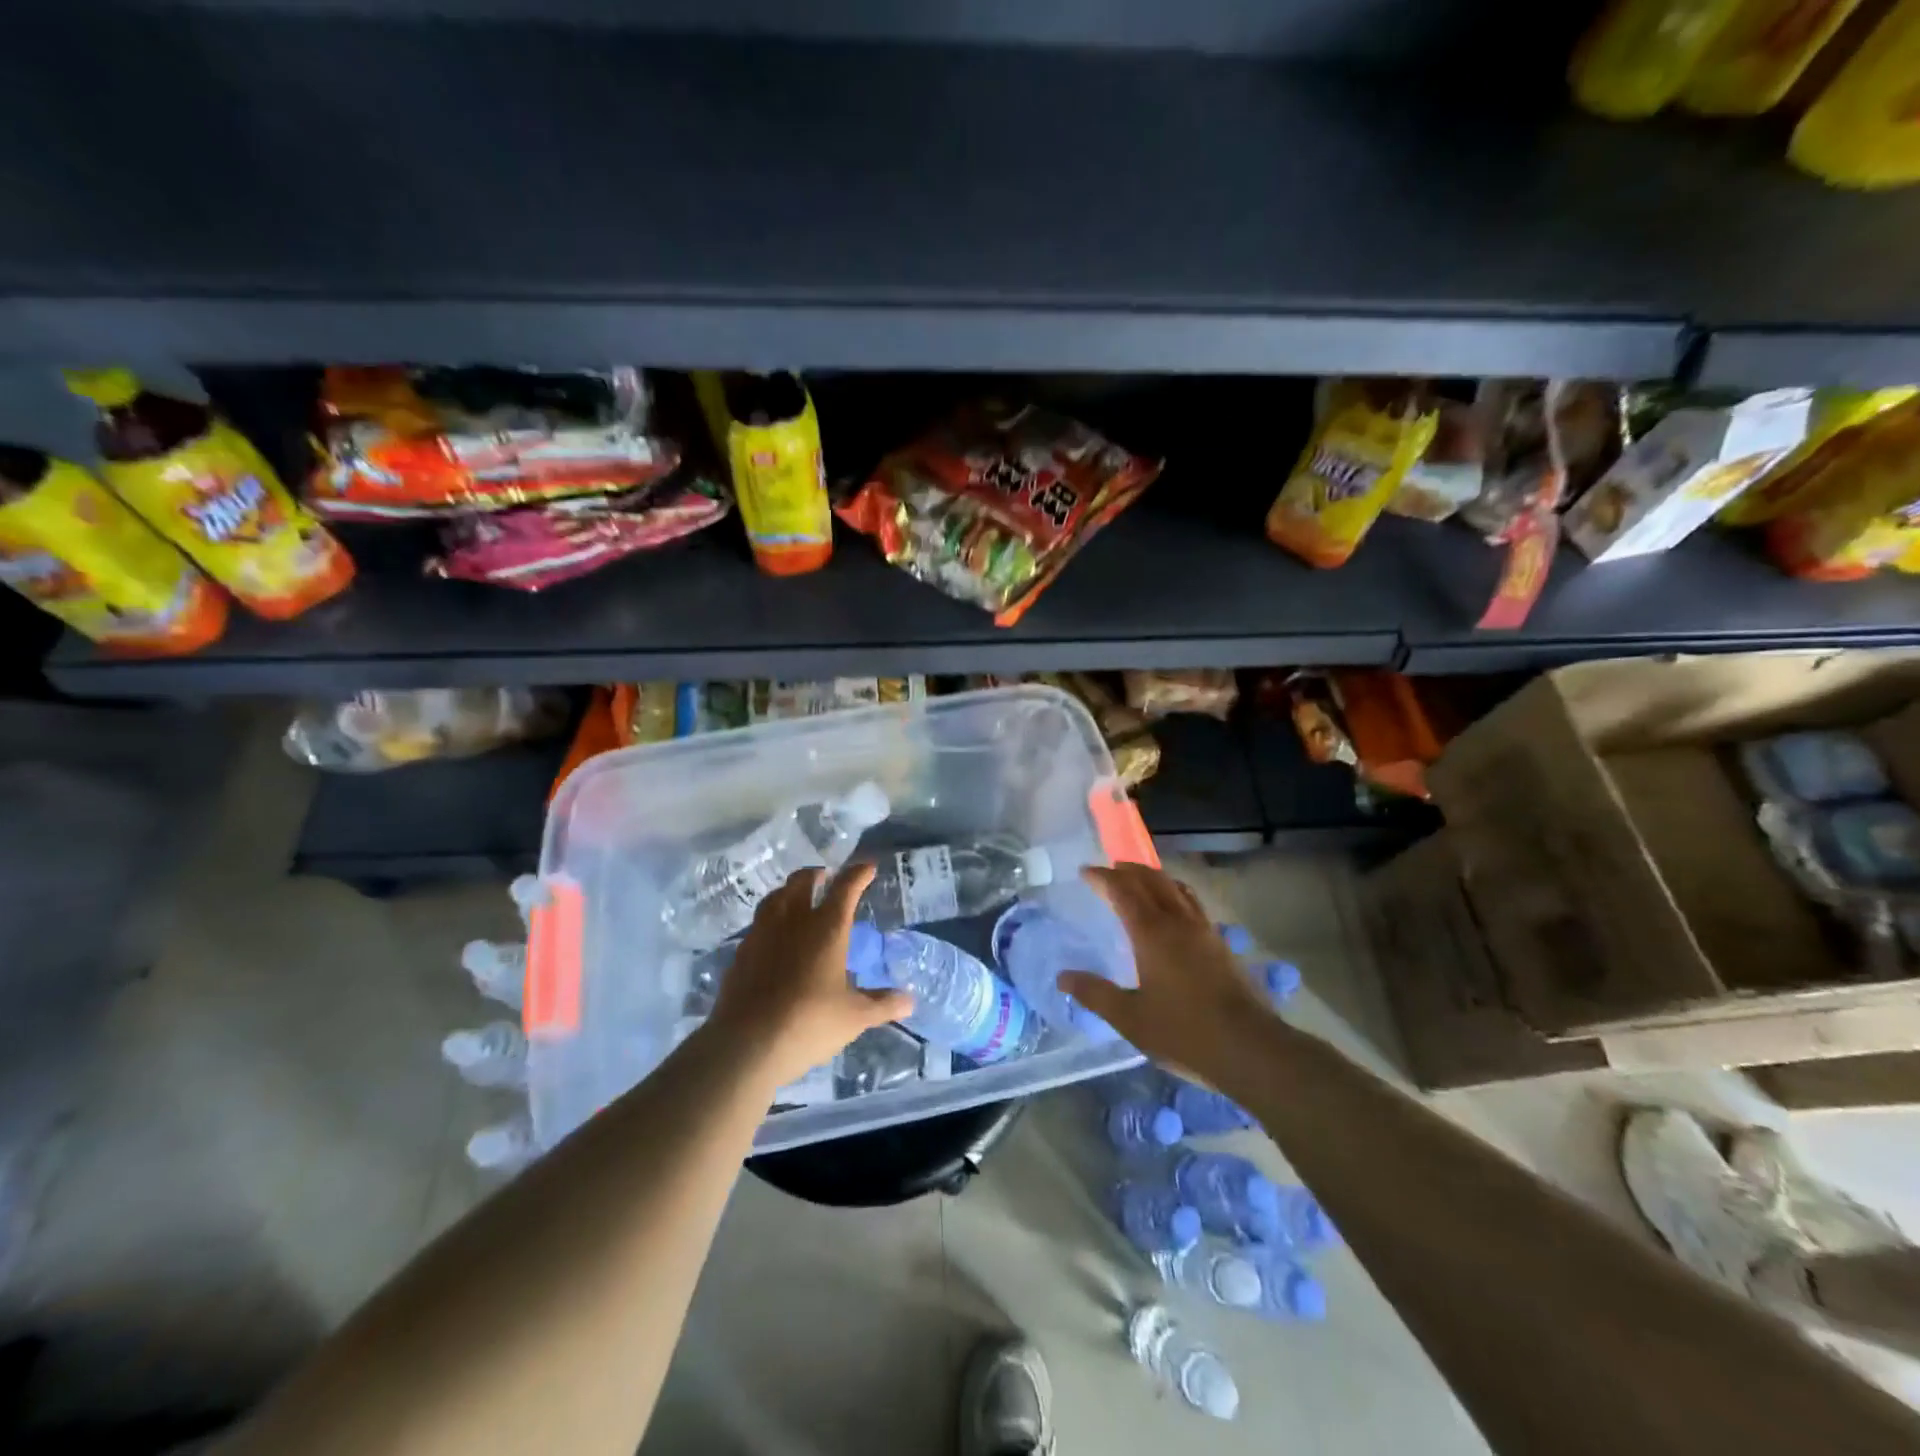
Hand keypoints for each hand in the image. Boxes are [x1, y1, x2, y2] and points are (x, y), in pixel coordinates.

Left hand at [706, 863, 912, 1089]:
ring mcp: (762, 934)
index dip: (858, 874)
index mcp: (827, 928)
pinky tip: (773, 937)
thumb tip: (909, 1001)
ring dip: (789, 891)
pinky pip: (757, 924)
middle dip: (816, 874)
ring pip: (775, 898)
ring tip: (796, 897)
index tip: (867, 867)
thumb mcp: (854, 1017)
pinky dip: (770, 920)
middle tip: (826, 877)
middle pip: (802, 882)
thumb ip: (882, 1004)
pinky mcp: (741, 954)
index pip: (845, 888)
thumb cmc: (810, 1022)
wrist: (747, 1044)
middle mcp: (793, 921)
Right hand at [1058, 863, 1274, 1084]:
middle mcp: (1178, 922)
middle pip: (1152, 880)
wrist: (1249, 1048)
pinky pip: (1192, 904)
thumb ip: (1095, 994)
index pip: (1123, 890)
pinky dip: (1174, 894)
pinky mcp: (1221, 944)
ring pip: (1176, 888)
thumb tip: (1063, 977)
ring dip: (1154, 878)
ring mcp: (1204, 931)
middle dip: (1128, 870)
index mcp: (1151, 933)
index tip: (1085, 872)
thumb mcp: (1130, 1018)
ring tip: (1140, 882)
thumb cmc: (1184, 1032)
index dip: (1103, 877)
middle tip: (1110, 870)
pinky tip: (1174, 913)